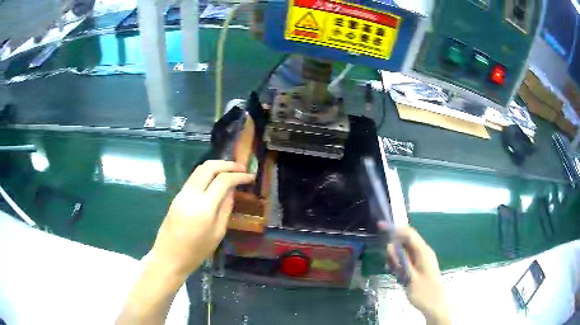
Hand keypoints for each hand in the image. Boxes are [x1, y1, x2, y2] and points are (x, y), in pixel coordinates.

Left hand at [148, 160, 254, 276]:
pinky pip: (194, 178)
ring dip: (216, 166)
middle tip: (241, 168)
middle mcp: (191, 195)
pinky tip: (215, 180)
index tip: (250, 176)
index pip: (223, 180)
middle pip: (209, 167)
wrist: (169, 256)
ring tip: (230, 171)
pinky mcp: (177, 196)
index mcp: (204, 207)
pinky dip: (207, 173)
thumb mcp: (217, 233)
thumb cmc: (196, 252)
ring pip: (199, 169)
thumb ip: (225, 209)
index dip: (239, 175)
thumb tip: (232, 191)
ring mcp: (182, 193)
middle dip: (227, 164)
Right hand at [387, 226, 449, 324]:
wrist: (435, 305)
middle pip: (407, 241)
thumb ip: (400, 260)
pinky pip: (408, 259)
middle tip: (388, 263)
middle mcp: (424, 252)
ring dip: (397, 258)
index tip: (380, 226)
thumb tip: (390, 244)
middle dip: (394, 247)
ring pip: (406, 251)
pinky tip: (398, 274)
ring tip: (393, 272)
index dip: (395, 228)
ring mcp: (423, 259)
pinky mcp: (421, 265)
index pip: (409, 233)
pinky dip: (400, 263)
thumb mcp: (409, 277)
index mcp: (423, 252)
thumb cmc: (423, 292)